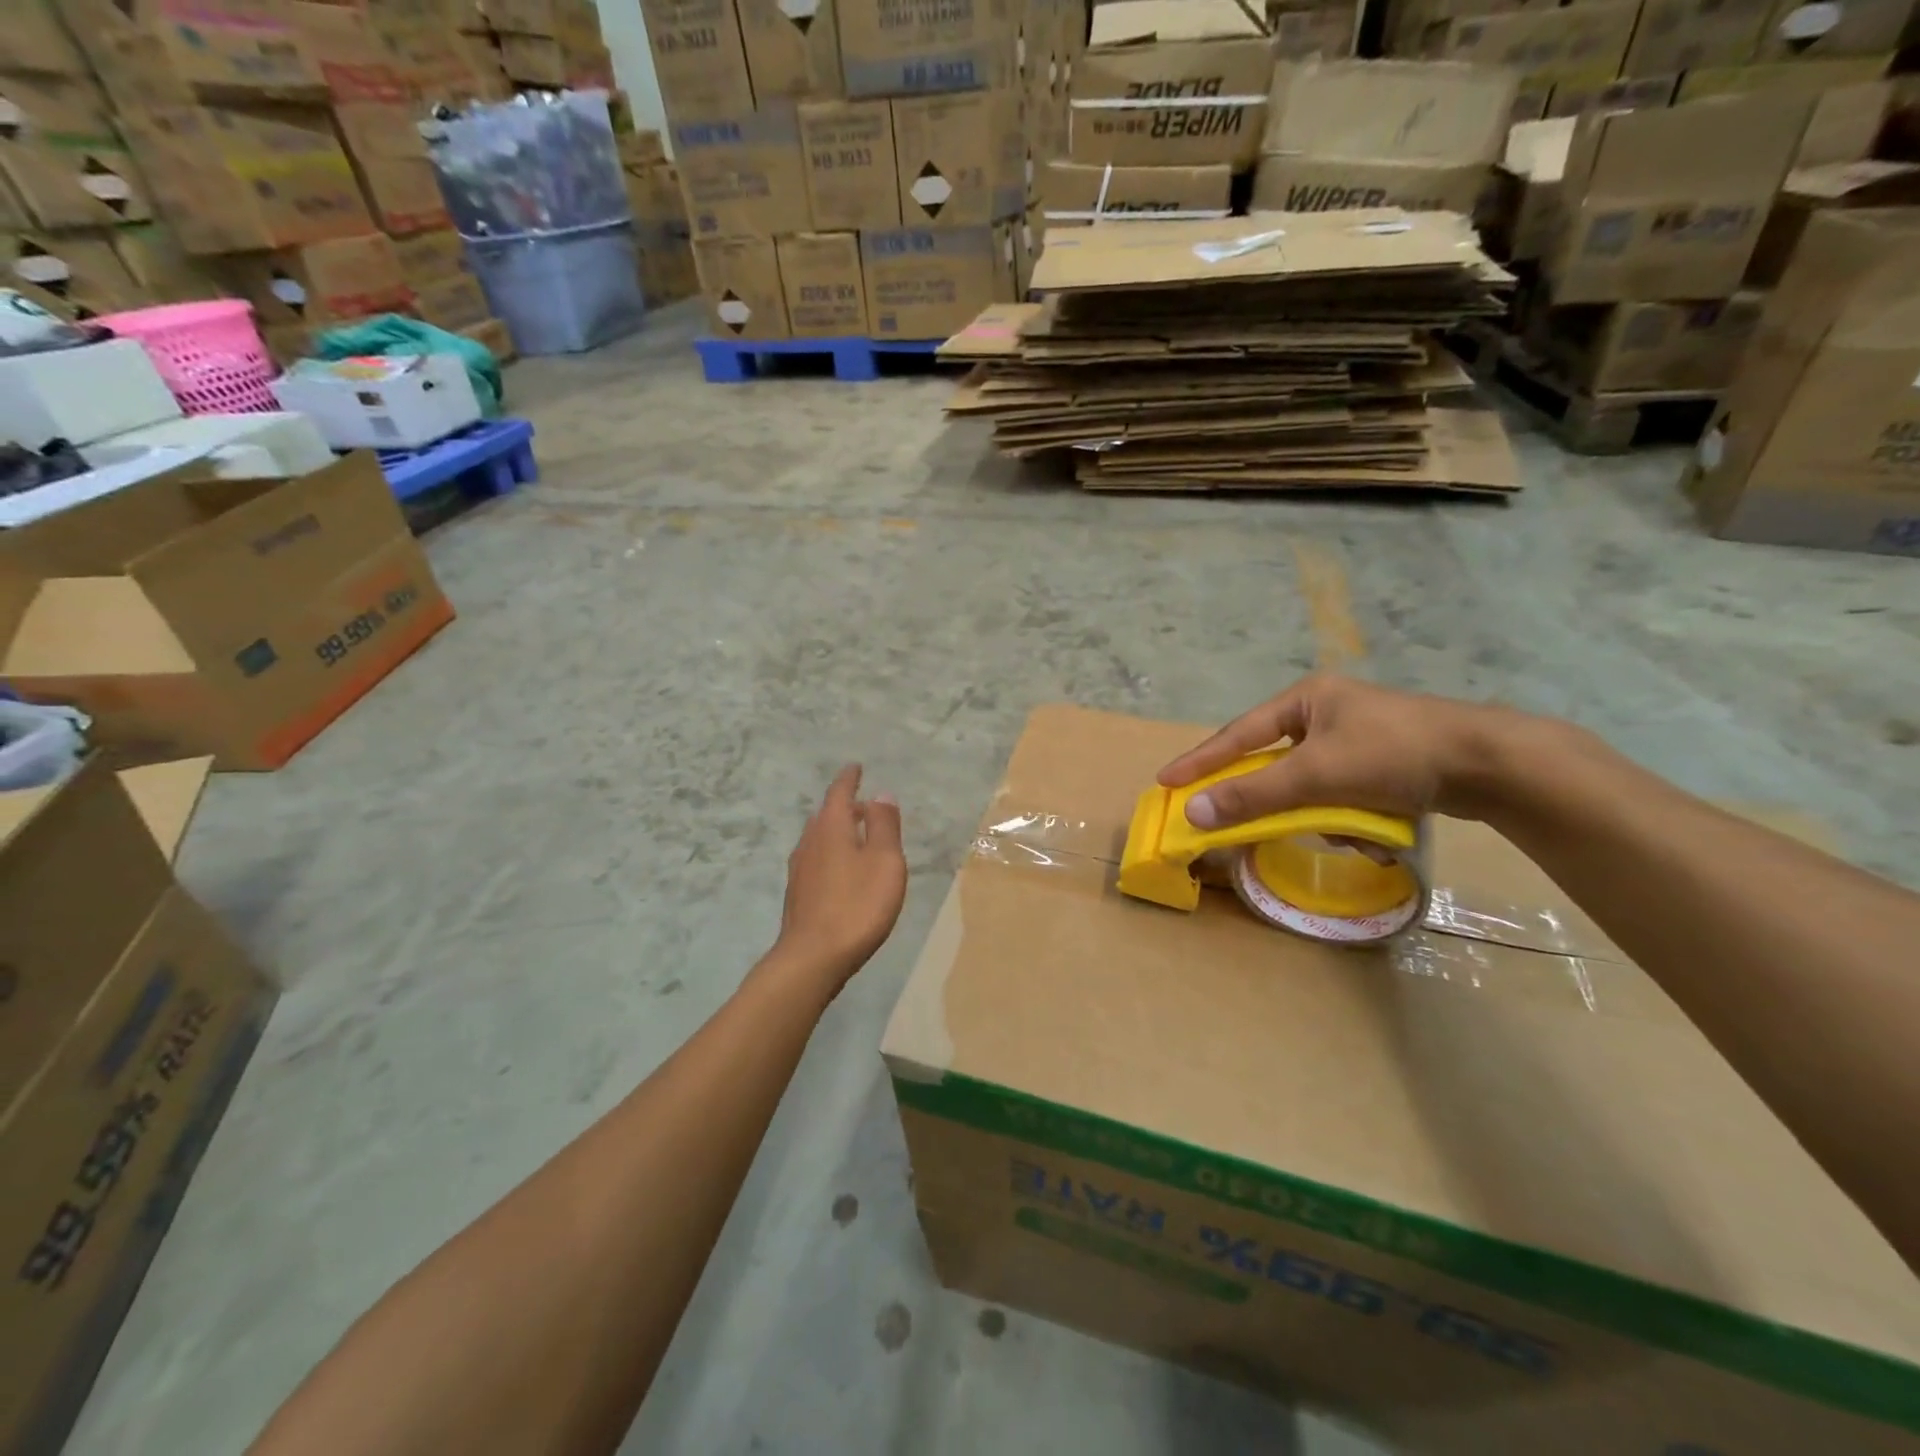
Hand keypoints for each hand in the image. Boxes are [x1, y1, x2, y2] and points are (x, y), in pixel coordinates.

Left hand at [776, 765, 907, 985]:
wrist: (813, 957)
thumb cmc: (857, 904)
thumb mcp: (884, 861)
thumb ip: (883, 825)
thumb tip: (880, 794)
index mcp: (831, 827)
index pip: (839, 793)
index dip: (849, 779)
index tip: (855, 767)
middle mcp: (810, 842)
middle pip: (826, 815)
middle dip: (844, 806)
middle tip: (863, 804)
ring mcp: (800, 869)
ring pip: (819, 838)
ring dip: (836, 831)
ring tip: (855, 836)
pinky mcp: (798, 894)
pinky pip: (816, 860)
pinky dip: (831, 853)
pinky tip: (841, 871)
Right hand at [1157, 675, 1516, 828]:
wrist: (1490, 764)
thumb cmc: (1392, 753)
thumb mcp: (1315, 775)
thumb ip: (1254, 794)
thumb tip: (1194, 812)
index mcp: (1307, 698)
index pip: (1239, 734)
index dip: (1201, 760)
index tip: (1167, 781)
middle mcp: (1328, 712)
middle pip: (1277, 761)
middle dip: (1277, 796)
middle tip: (1244, 819)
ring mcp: (1358, 737)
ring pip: (1312, 784)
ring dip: (1321, 811)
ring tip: (1349, 826)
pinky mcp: (1384, 764)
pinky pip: (1343, 793)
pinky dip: (1350, 815)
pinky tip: (1373, 827)